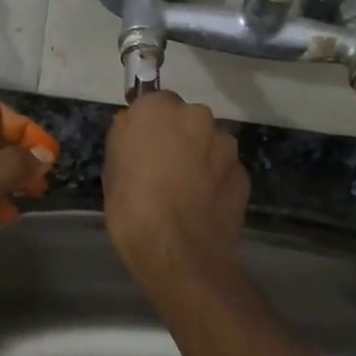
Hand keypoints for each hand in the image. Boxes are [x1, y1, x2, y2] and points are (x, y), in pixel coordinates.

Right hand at [103, 91, 247, 293]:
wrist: (179, 252)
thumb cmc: (132, 207)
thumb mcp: (111, 169)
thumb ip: (124, 137)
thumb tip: (131, 125)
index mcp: (160, 109)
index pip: (153, 102)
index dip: (147, 126)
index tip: (141, 146)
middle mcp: (198, 116)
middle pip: (186, 119)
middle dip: (177, 137)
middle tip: (161, 170)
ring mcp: (226, 145)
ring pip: (209, 143)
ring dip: (200, 158)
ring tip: (185, 192)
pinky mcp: (244, 173)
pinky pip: (224, 169)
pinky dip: (215, 181)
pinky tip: (202, 206)